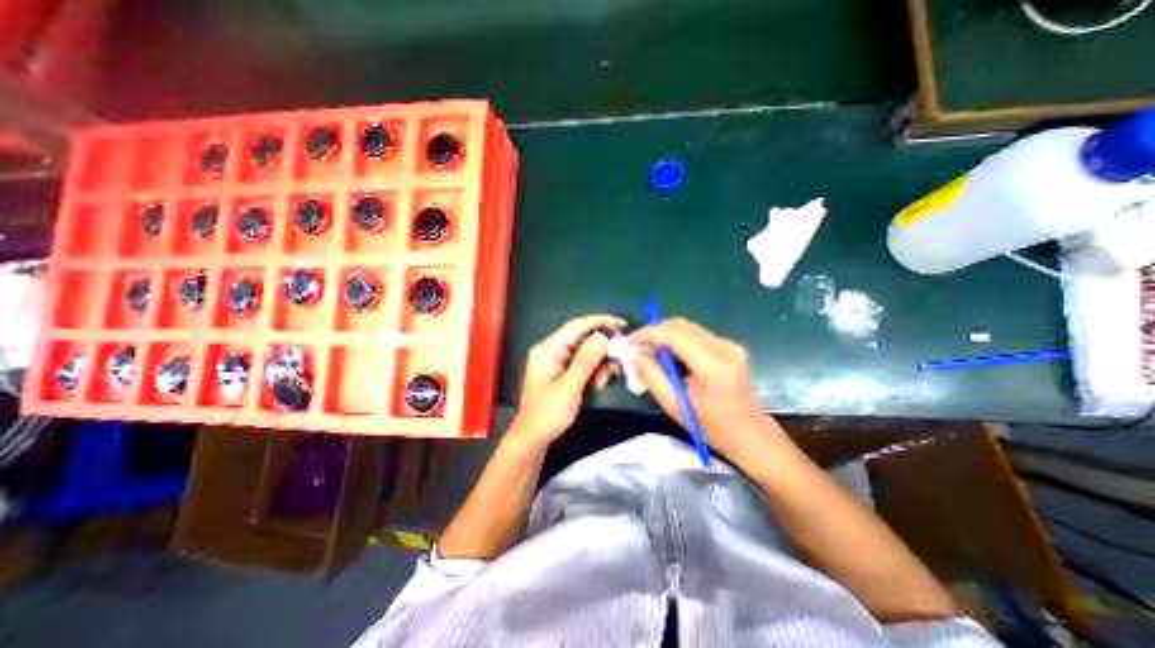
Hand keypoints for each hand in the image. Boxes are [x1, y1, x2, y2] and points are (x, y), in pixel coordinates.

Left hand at [510, 315, 628, 447]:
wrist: (534, 438)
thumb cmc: (547, 414)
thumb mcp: (569, 387)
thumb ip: (586, 361)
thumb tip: (603, 336)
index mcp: (548, 349)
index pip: (577, 326)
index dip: (600, 322)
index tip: (622, 324)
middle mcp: (553, 350)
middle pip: (583, 338)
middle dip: (601, 349)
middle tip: (618, 358)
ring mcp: (558, 361)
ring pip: (586, 352)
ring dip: (598, 364)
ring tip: (601, 382)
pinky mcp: (564, 372)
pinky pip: (584, 364)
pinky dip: (593, 371)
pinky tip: (597, 384)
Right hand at [628, 318, 778, 456]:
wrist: (751, 436)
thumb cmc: (711, 427)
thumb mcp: (674, 405)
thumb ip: (651, 375)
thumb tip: (632, 352)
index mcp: (712, 364)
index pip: (674, 334)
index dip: (647, 333)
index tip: (629, 342)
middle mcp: (723, 347)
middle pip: (680, 325)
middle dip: (655, 332)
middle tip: (637, 348)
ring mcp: (730, 345)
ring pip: (688, 328)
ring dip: (666, 336)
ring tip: (651, 354)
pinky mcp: (730, 347)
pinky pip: (697, 335)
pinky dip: (678, 341)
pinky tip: (671, 357)